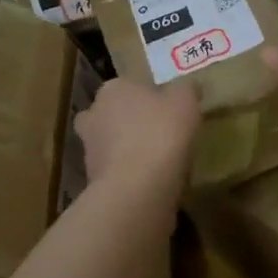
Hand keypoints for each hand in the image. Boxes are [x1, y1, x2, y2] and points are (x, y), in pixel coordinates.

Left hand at [74, 79, 200, 195]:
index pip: (130, 86)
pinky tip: (152, 183)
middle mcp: (93, 116)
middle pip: (115, 115)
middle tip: (160, 134)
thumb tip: (187, 88)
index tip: (169, 111)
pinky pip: (117, 172)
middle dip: (132, 123)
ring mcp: (90, 150)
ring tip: (159, 162)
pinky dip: (130, 176)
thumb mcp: (185, 101)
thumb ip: (186, 90)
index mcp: (113, 89)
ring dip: (129, 151)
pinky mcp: (93, 181)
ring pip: (112, 145)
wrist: (135, 190)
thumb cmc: (160, 134)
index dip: (150, 98)